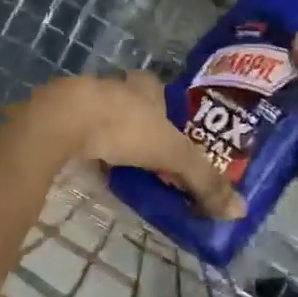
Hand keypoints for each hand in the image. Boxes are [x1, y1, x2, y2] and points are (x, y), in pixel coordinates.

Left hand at [30, 74, 244, 219]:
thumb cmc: (124, 126)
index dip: (168, 111)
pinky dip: (85, 148)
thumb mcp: (173, 154)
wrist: (60, 121)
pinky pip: (77, 134)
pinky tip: (89, 165)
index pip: (161, 92)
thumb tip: (239, 210)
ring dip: (111, 136)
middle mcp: (116, 87)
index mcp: (146, 87)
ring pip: (103, 117)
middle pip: (132, 104)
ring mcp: (83, 100)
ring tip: (122, 164)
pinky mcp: (57, 118)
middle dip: (141, 126)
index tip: (173, 134)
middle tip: (150, 154)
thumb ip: (204, 180)